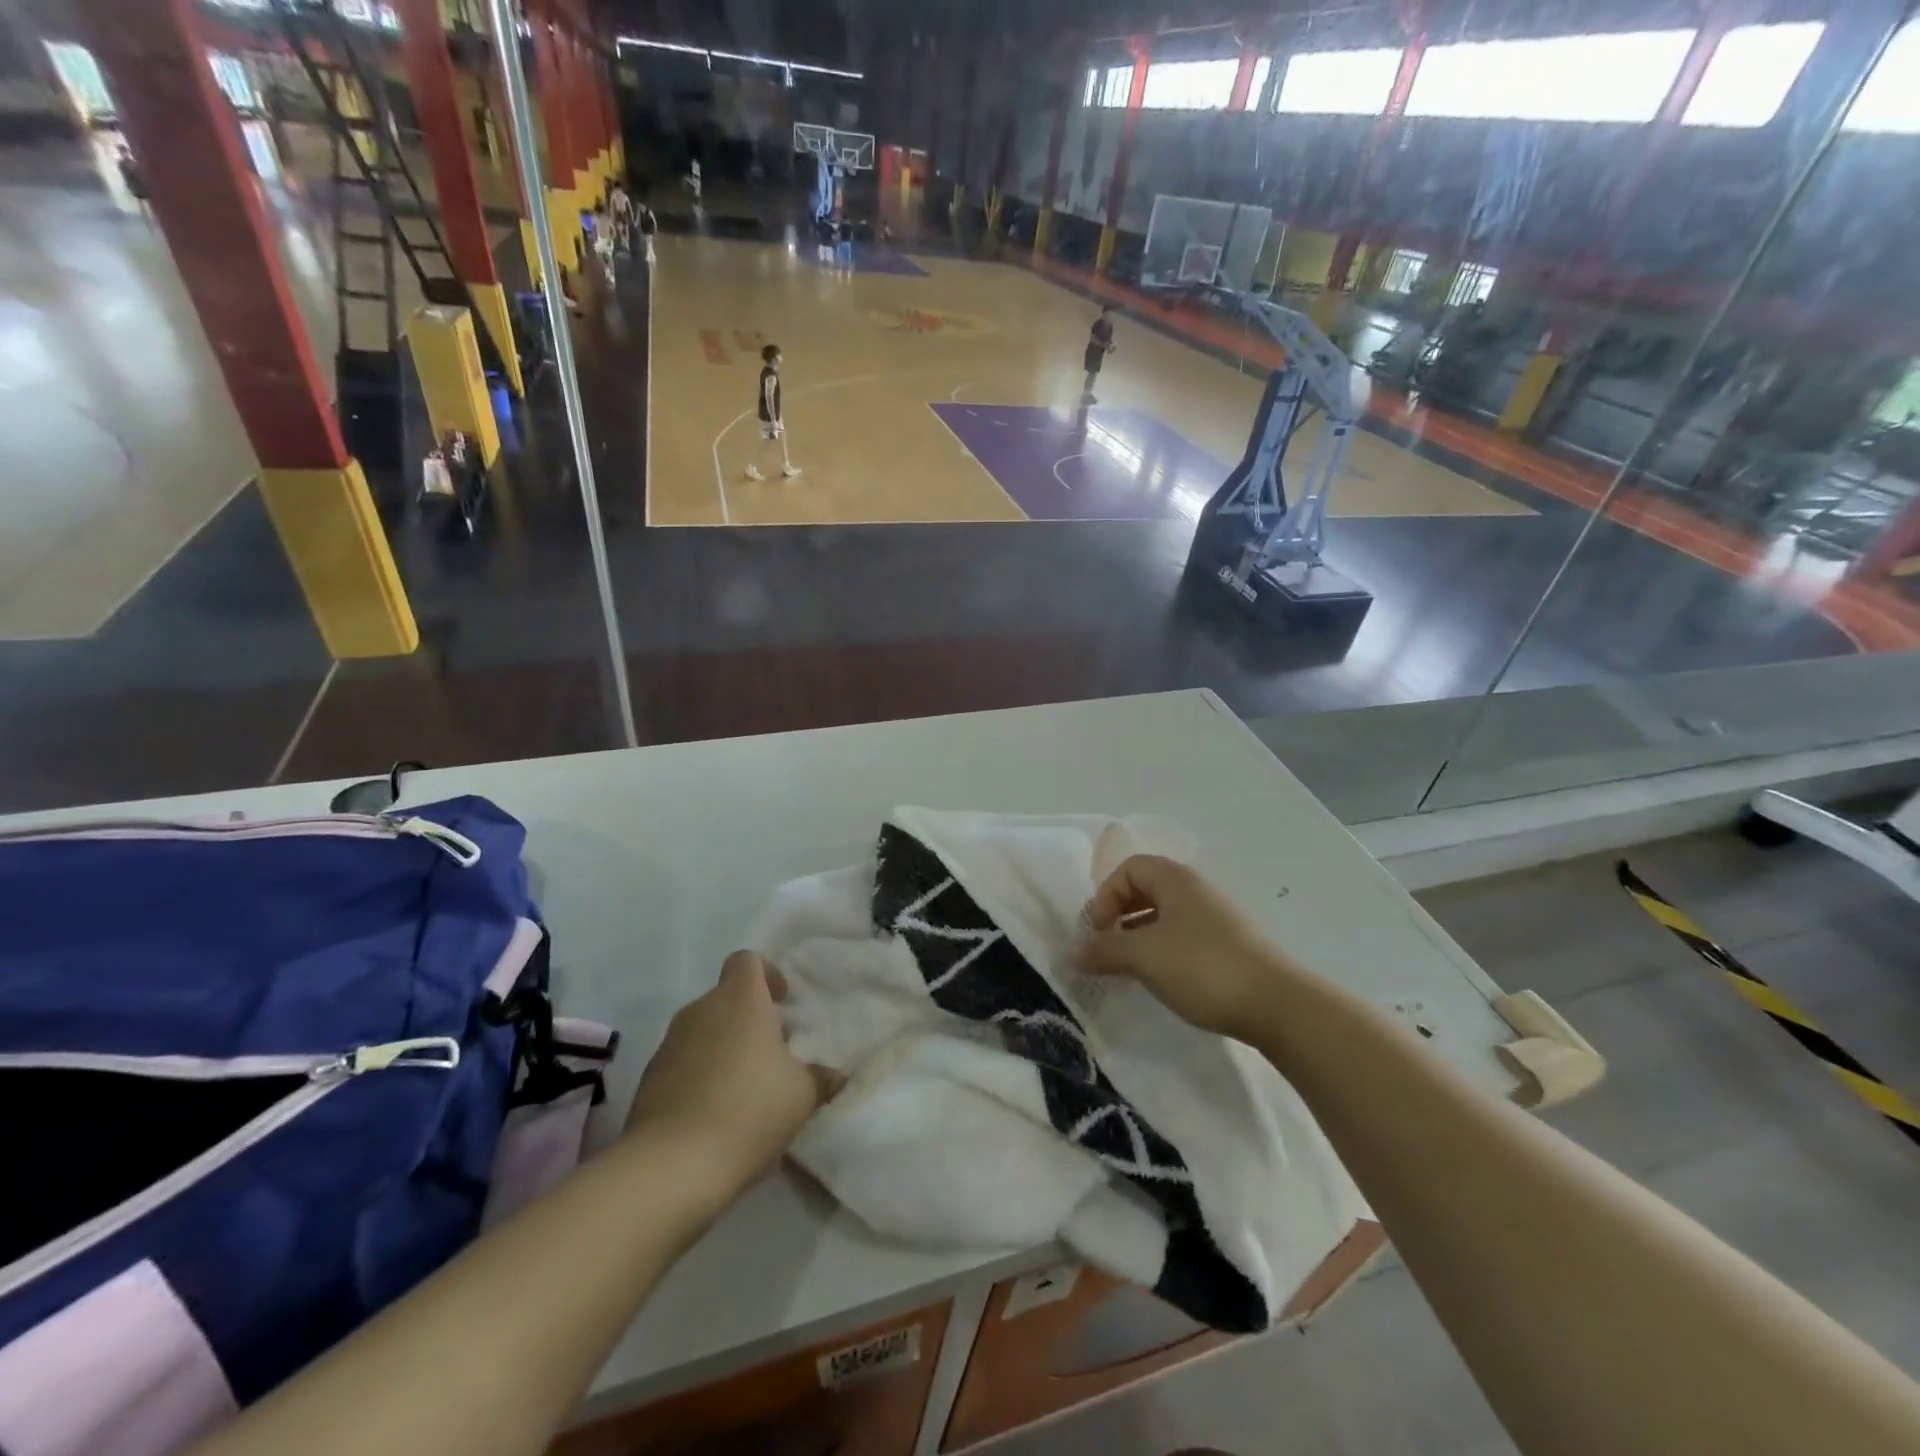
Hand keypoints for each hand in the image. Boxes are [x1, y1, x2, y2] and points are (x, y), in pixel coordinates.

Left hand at [627, 952, 840, 1192]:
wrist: (672, 1167)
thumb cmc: (749, 1111)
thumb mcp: (803, 1095)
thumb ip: (822, 1077)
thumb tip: (834, 1076)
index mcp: (740, 1000)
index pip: (747, 960)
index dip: (768, 974)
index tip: (783, 1003)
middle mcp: (701, 1011)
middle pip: (726, 998)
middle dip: (749, 1020)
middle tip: (773, 1054)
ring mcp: (669, 1045)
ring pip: (703, 1033)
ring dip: (724, 1050)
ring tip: (747, 1091)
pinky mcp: (649, 1081)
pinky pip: (683, 1066)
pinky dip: (700, 1079)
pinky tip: (717, 1119)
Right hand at [1077, 856, 1292, 1040]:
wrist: (1277, 1005)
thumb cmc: (1202, 967)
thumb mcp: (1143, 956)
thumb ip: (1104, 950)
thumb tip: (1073, 953)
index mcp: (1175, 879)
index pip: (1128, 869)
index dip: (1105, 895)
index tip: (1098, 930)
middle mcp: (1196, 890)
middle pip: (1146, 889)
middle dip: (1119, 915)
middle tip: (1107, 947)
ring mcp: (1217, 918)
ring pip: (1165, 916)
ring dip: (1139, 935)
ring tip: (1129, 967)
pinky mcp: (1230, 946)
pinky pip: (1184, 936)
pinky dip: (1163, 950)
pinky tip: (1162, 979)